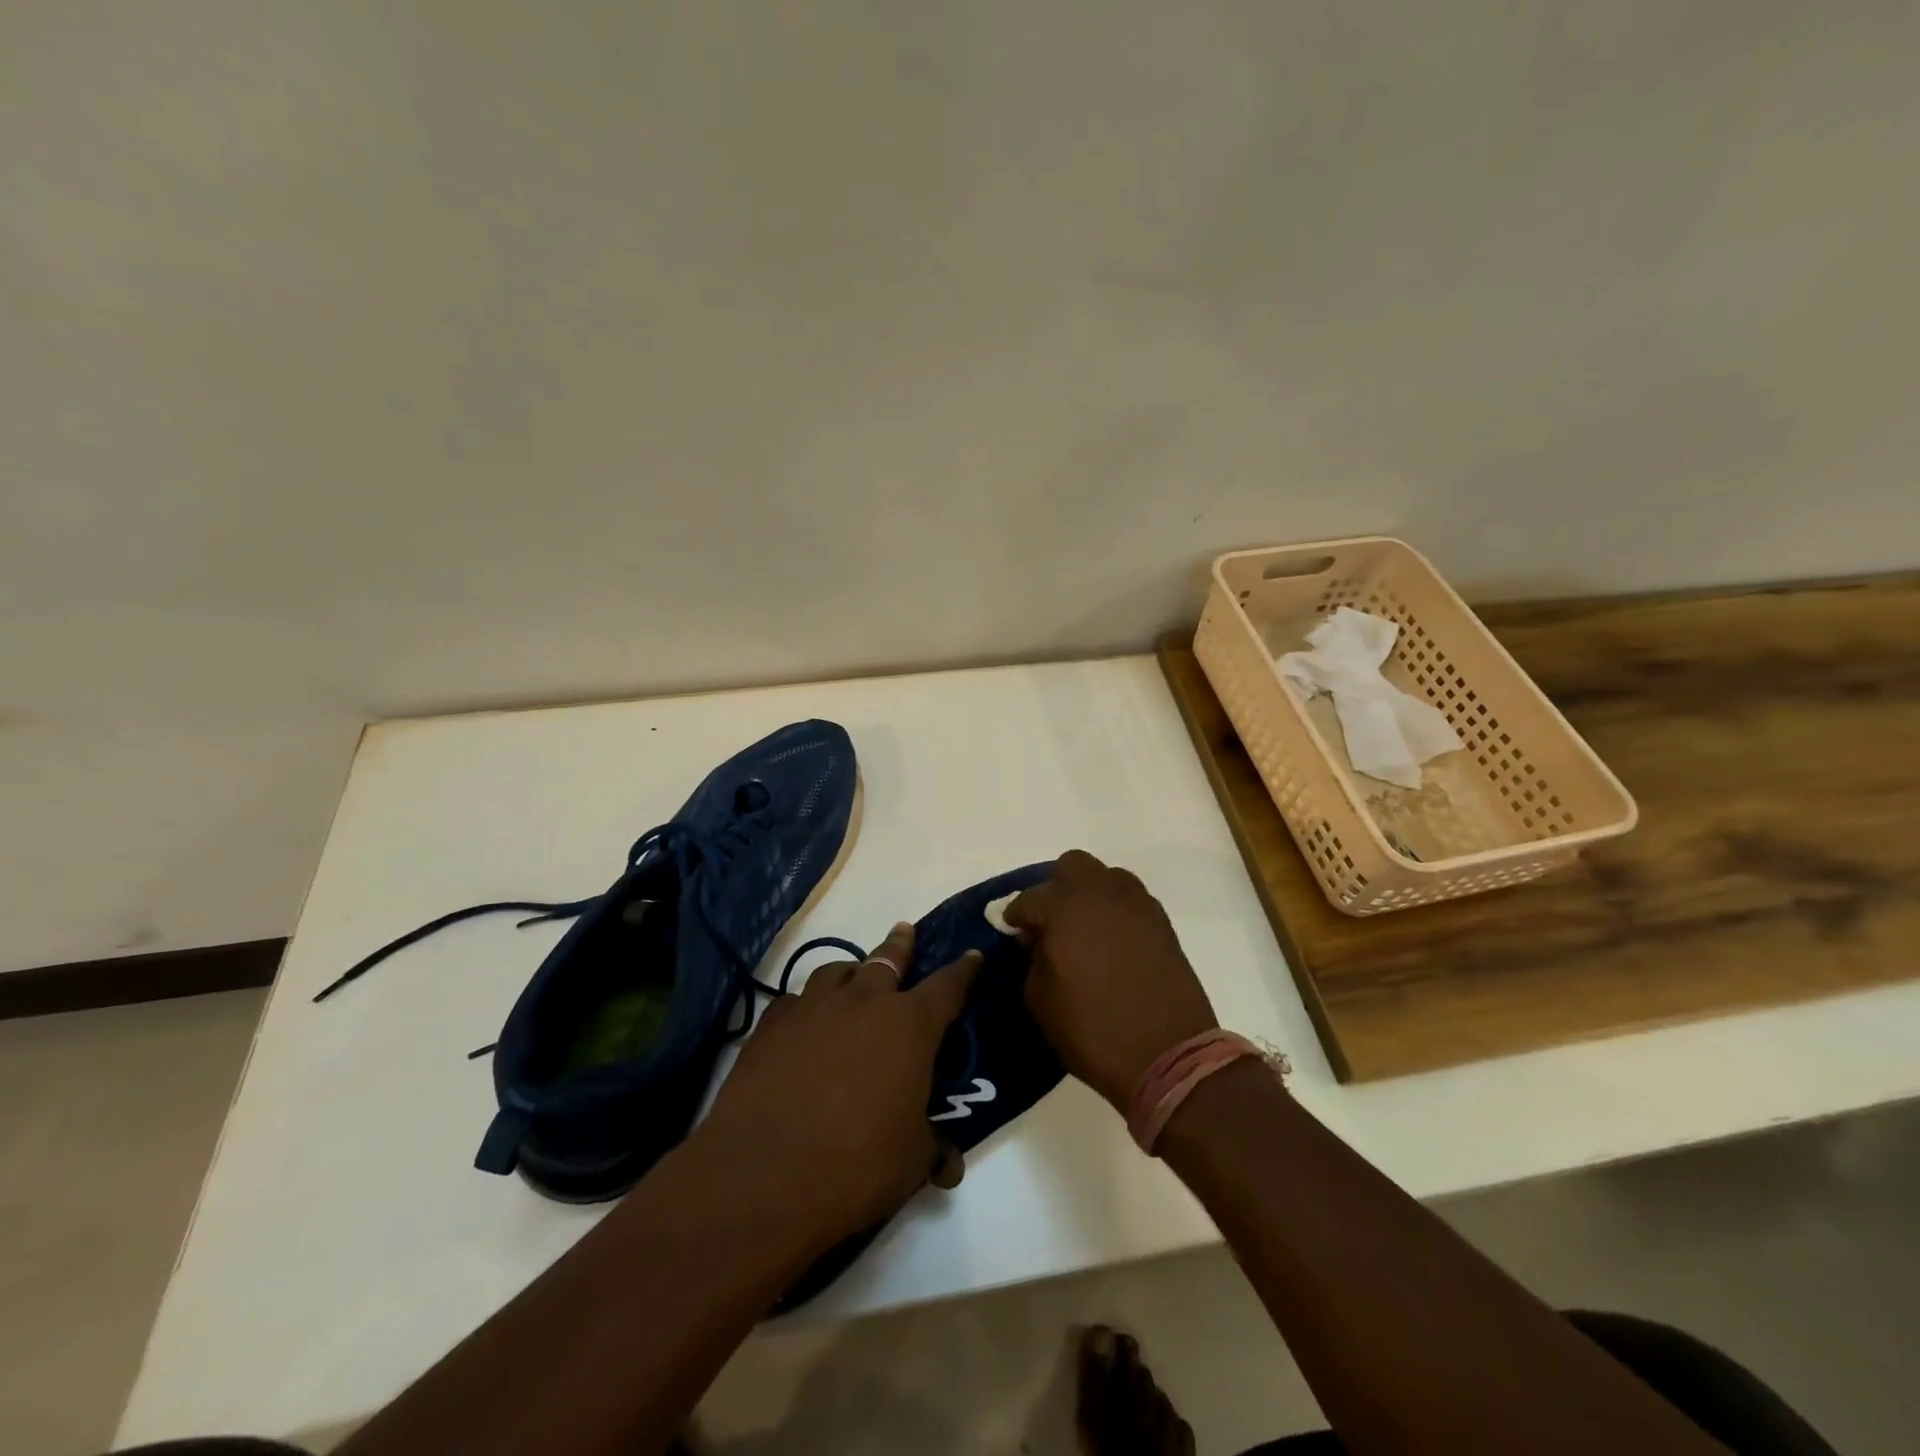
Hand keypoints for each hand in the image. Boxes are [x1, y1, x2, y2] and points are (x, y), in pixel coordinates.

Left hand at [696, 923, 981, 1248]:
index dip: (964, 970)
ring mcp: (812, 1008)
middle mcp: (863, 1002)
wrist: (762, 1175)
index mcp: (909, 1026)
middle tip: (905, 931)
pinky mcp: (771, 1025)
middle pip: (887, 959)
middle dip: (901, 945)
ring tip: (853, 977)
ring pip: (837, 971)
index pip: (948, 986)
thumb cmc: (855, 1165)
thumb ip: (933, 1149)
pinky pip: (795, 1001)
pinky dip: (807, 1006)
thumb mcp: (910, 1162)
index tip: (973, 955)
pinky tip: (803, 1024)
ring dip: (851, 972)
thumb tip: (950, 1164)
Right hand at [1006, 850, 1217, 1113]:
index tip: (1013, 932)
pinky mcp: (1161, 923)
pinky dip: (1115, 911)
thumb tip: (1039, 941)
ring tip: (1084, 928)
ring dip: (1089, 894)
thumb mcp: (1040, 1000)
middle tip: (1050, 921)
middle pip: (1072, 866)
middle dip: (1055, 888)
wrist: (1168, 1055)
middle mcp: (1101, 893)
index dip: (1016, 916)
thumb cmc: (1092, 1030)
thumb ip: (1033, 959)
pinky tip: (1111, 941)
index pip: (1029, 898)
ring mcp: (1137, 905)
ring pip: (1106, 877)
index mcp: (1065, 908)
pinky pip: (1131, 900)